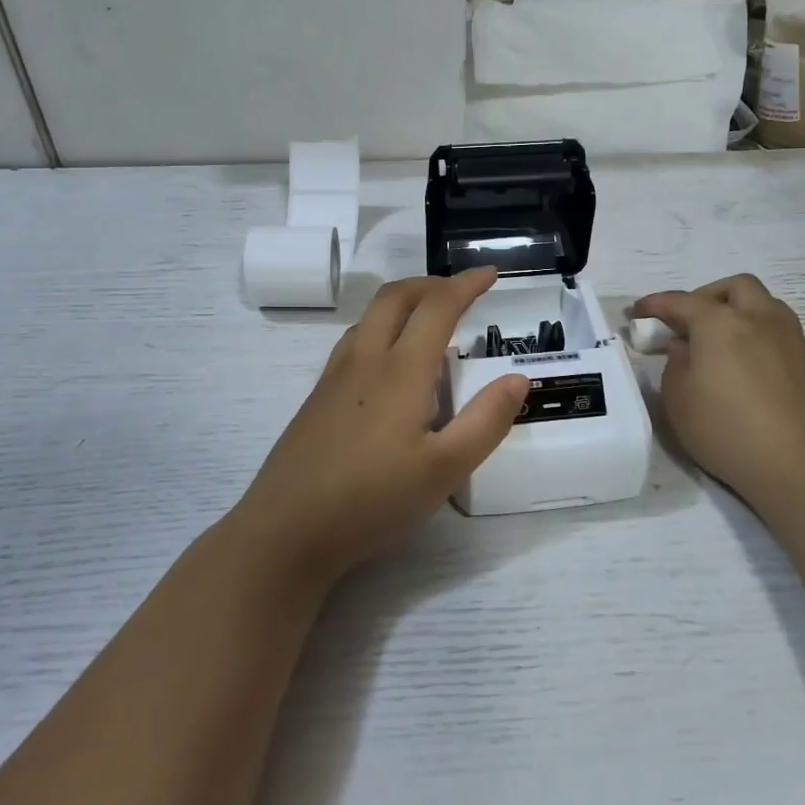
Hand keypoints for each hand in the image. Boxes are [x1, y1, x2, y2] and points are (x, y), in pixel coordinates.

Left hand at [233, 268, 528, 582]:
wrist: (287, 530)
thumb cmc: (373, 499)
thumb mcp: (446, 469)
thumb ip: (486, 421)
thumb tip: (518, 379)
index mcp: (401, 370)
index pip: (438, 306)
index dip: (466, 285)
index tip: (490, 274)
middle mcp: (365, 359)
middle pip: (395, 296)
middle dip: (431, 283)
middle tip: (460, 292)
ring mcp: (334, 377)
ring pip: (370, 316)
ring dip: (403, 303)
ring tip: (430, 323)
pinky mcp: (318, 398)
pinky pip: (354, 341)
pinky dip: (382, 328)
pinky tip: (390, 365)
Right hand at [633, 275, 804, 511]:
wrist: (797, 466)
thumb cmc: (725, 431)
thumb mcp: (678, 400)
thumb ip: (675, 363)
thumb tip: (684, 346)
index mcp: (721, 324)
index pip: (682, 302)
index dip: (656, 304)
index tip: (639, 312)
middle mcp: (760, 319)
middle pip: (735, 287)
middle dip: (708, 296)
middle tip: (690, 322)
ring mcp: (791, 339)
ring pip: (765, 305)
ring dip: (740, 312)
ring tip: (723, 342)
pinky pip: (781, 333)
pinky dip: (760, 337)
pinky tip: (750, 368)